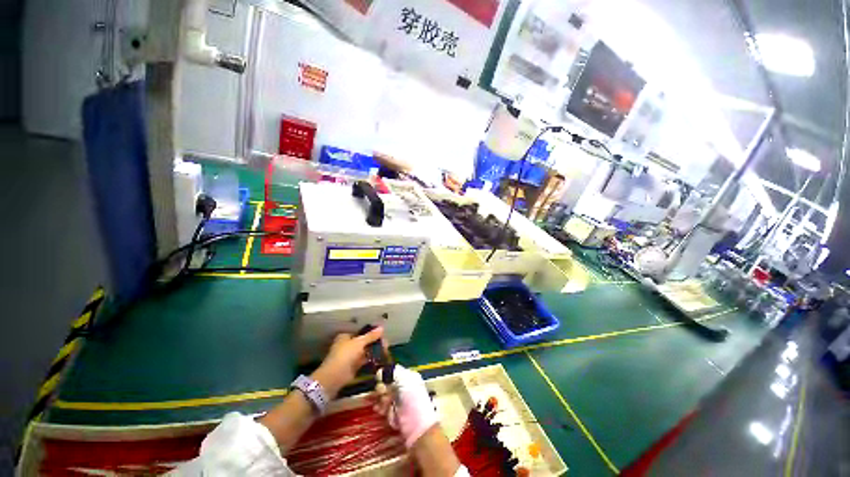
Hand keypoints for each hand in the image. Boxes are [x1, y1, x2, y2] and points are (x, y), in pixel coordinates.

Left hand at [311, 327, 383, 397]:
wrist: (334, 377)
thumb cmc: (345, 355)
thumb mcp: (359, 343)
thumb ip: (370, 336)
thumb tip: (382, 328)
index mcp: (346, 336)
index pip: (361, 332)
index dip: (372, 333)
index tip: (382, 335)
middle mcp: (348, 345)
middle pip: (364, 341)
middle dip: (375, 342)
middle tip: (386, 344)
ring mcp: (350, 356)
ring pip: (365, 351)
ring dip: (374, 350)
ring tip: (386, 350)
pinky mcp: (353, 366)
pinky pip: (364, 360)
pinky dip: (372, 359)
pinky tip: (381, 358)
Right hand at [374, 365, 438, 447]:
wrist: (417, 430)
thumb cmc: (413, 402)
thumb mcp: (405, 382)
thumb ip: (393, 373)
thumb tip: (380, 371)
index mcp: (409, 377)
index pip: (393, 371)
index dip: (386, 375)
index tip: (382, 380)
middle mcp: (404, 386)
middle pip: (387, 382)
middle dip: (383, 388)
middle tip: (384, 394)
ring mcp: (398, 399)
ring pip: (383, 394)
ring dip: (381, 399)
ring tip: (384, 406)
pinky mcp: (394, 411)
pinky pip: (383, 405)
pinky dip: (381, 407)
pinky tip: (381, 411)